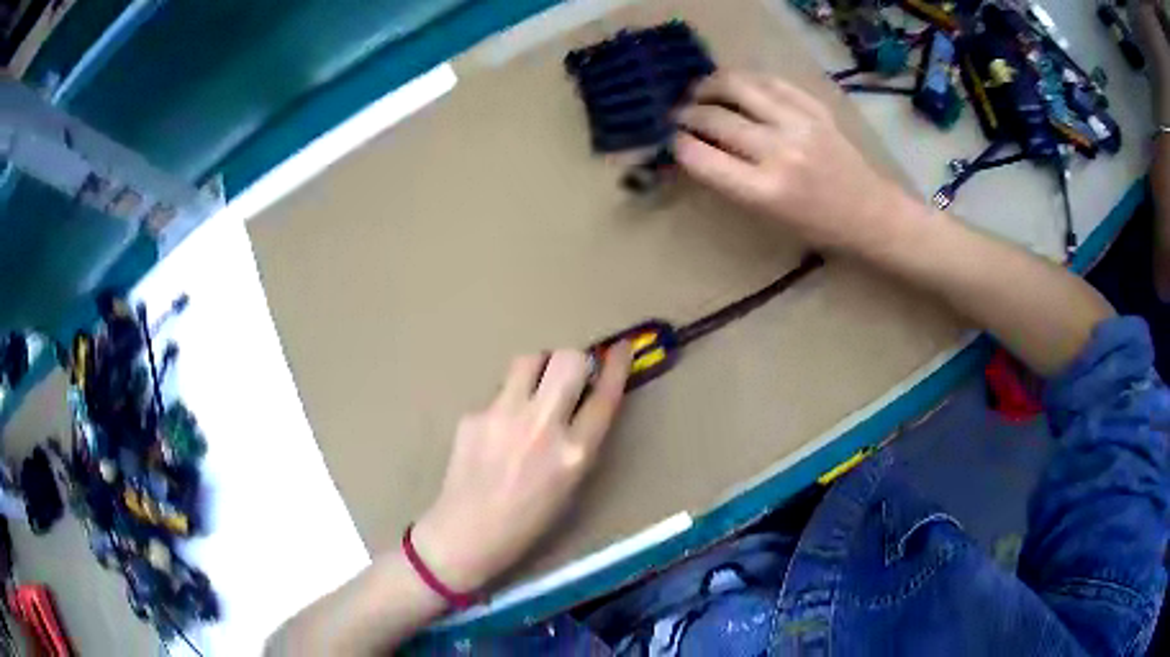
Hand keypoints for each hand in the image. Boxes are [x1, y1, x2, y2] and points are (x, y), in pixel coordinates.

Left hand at [411, 344, 632, 591]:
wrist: (468, 532)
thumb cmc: (528, 521)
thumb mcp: (571, 485)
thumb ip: (580, 440)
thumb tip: (583, 401)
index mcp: (575, 452)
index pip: (606, 395)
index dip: (618, 365)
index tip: (621, 348)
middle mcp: (542, 426)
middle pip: (568, 359)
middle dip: (575, 360)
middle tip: (569, 374)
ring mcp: (503, 416)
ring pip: (529, 359)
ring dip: (539, 368)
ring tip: (533, 390)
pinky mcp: (474, 414)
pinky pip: (499, 391)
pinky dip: (507, 401)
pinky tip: (497, 429)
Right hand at [673, 72, 912, 252]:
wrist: (870, 213)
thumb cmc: (817, 227)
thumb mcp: (767, 216)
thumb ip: (730, 181)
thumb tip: (696, 148)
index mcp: (764, 191)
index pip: (701, 157)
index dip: (678, 144)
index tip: (673, 140)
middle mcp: (779, 152)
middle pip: (715, 119)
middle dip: (687, 114)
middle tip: (679, 115)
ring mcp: (799, 124)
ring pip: (739, 87)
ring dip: (710, 85)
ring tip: (700, 91)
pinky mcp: (815, 108)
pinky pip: (771, 82)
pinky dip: (747, 80)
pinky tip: (737, 86)